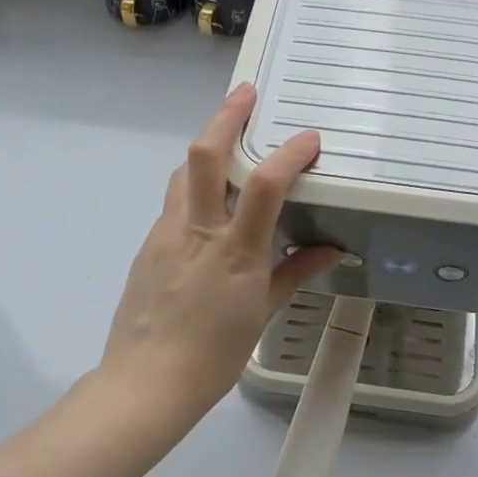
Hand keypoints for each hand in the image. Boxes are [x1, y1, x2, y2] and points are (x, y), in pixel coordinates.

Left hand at [97, 84, 342, 428]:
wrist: (145, 382)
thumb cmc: (214, 354)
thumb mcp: (262, 312)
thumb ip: (297, 272)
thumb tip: (332, 250)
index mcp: (234, 251)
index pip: (266, 187)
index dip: (290, 154)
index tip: (309, 138)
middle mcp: (197, 231)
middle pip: (204, 156)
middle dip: (225, 116)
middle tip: (245, 94)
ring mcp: (166, 233)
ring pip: (182, 172)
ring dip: (206, 146)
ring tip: (226, 139)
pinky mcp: (148, 243)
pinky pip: (173, 202)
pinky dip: (192, 186)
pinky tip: (206, 202)